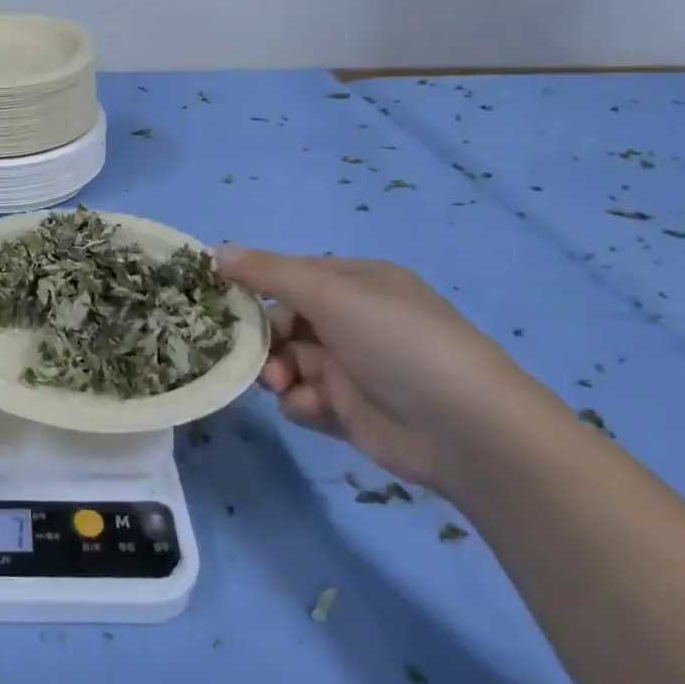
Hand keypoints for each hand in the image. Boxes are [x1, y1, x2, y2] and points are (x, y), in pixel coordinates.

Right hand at [214, 245, 545, 491]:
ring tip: (283, 384)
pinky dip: (300, 402)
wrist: (469, 432)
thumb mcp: (331, 295)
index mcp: (356, 283)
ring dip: (276, 370)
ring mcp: (352, 367)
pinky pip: (304, 398)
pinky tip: (312, 408)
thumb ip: (269, 273)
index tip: (215, 295)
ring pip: (287, 360)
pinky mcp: (350, 411)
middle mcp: (353, 321)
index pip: (290, 273)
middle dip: (262, 336)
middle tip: (244, 350)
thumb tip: (215, 251)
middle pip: (283, 320)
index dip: (252, 282)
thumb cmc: (398, 343)